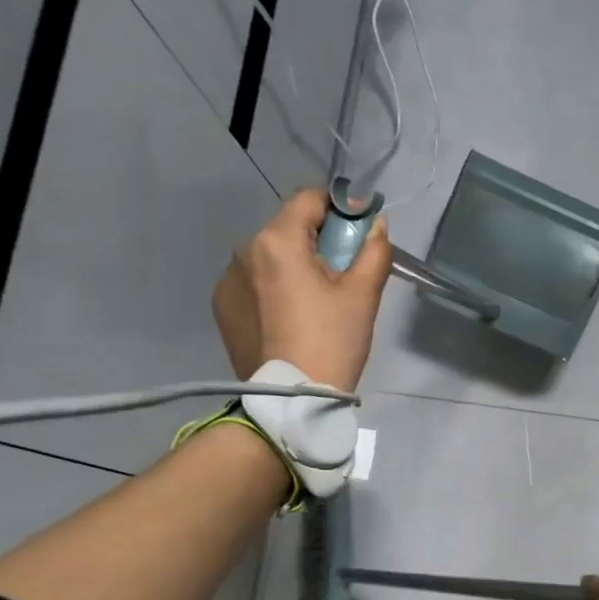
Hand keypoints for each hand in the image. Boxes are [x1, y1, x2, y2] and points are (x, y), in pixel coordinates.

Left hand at [213, 188, 392, 390]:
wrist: (291, 400)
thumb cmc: (333, 342)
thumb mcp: (363, 296)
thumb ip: (373, 251)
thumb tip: (375, 225)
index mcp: (278, 241)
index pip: (309, 199)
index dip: (339, 209)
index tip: (358, 234)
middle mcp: (244, 250)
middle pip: (288, 229)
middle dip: (317, 242)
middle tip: (342, 276)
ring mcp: (228, 280)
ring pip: (270, 257)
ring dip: (294, 266)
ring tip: (314, 303)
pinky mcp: (223, 307)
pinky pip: (253, 283)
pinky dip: (274, 289)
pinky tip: (290, 319)